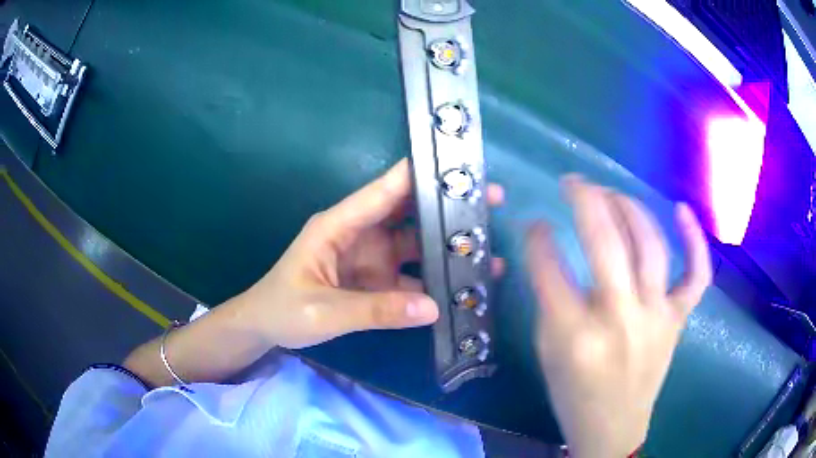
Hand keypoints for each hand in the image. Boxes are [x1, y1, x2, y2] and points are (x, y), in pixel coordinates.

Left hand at [240, 159, 503, 348]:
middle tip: (493, 202)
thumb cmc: (283, 309)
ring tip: (489, 251)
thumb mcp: (323, 311)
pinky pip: (412, 277)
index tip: (459, 164)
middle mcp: (361, 234)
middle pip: (410, 213)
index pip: (384, 190)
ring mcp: (372, 258)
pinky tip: (462, 287)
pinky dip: (436, 281)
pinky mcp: (377, 281)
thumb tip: (433, 307)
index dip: (420, 174)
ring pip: (417, 245)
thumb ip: (374, 310)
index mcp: (339, 225)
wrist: (265, 328)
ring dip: (449, 247)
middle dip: (449, 207)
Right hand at [526, 176, 711, 456]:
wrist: (614, 429)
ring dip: (628, 208)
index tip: (534, 221)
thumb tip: (550, 249)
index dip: (538, 237)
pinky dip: (694, 240)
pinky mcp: (678, 319)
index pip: (550, 269)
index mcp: (575, 337)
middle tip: (572, 183)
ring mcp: (657, 317)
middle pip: (605, 244)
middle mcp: (620, 321)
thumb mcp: (548, 352)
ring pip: (650, 246)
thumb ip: (551, 299)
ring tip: (610, 192)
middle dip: (585, 200)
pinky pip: (696, 275)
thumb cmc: (574, 395)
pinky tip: (681, 210)